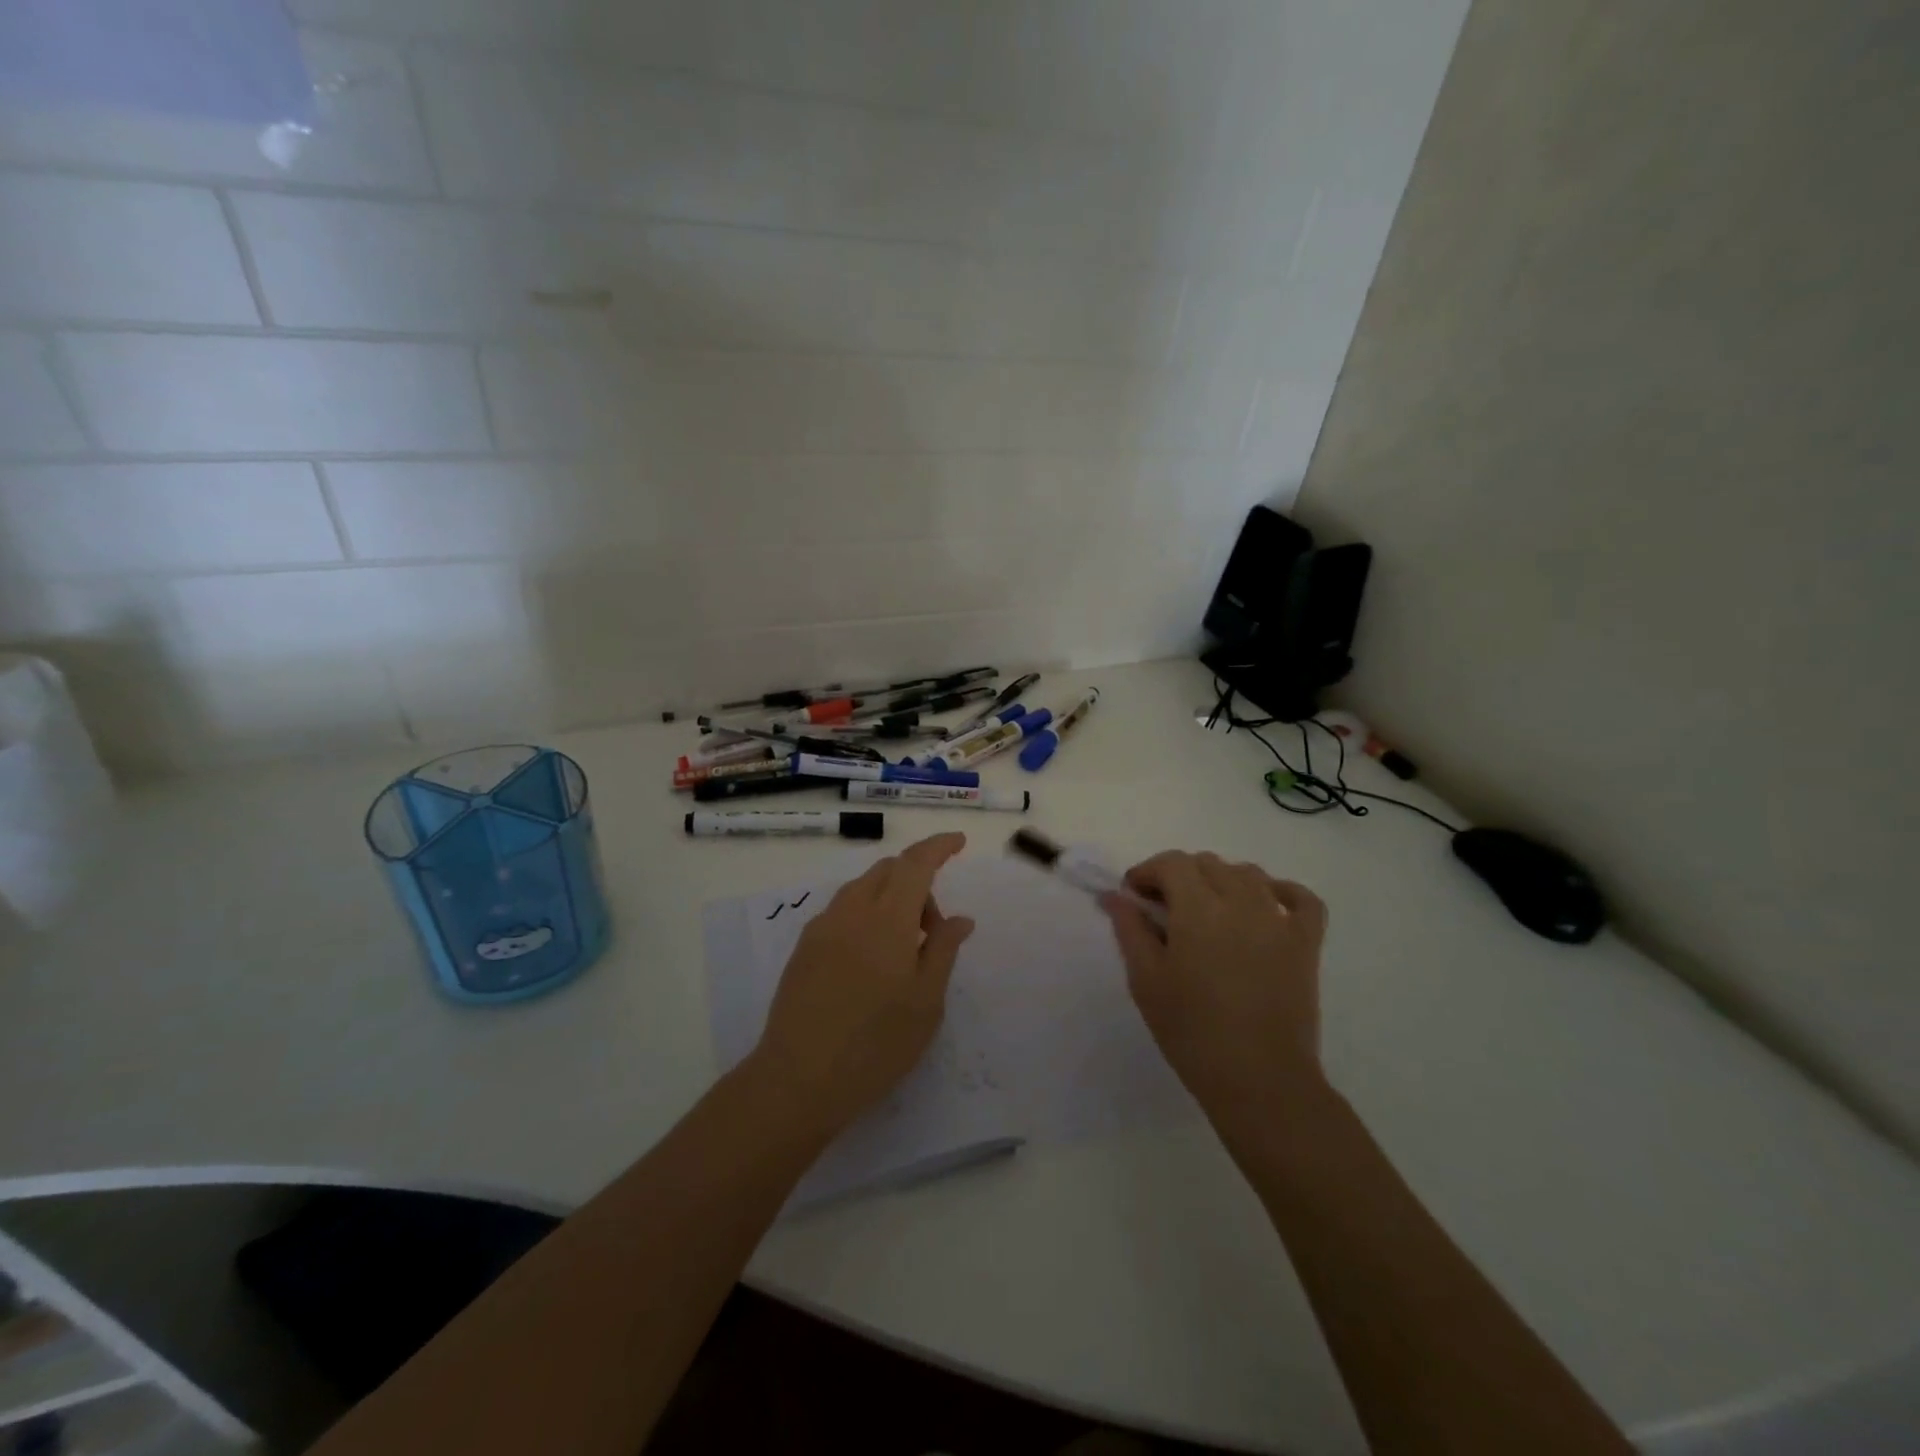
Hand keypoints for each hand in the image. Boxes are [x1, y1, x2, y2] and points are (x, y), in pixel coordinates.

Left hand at [752, 832, 974, 1137]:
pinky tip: (871, 960)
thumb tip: (959, 918)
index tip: (958, 842)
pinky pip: (843, 911)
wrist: (798, 1079)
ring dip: (891, 898)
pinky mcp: (804, 948)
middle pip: (888, 870)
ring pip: (862, 888)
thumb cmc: (876, 1044)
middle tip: (933, 930)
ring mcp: (822, 927)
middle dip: (918, 881)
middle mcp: (851, 911)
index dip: (938, 847)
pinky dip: (867, 914)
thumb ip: (943, 950)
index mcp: (887, 919)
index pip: (916, 864)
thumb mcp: (926, 1002)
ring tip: (904, 949)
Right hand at [1103, 851, 1327, 1120]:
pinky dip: (1281, 891)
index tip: (1134, 896)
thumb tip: (1114, 896)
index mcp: (1198, 909)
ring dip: (1221, 880)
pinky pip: (1301, 898)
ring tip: (1207, 912)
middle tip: (1164, 909)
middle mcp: (1241, 901)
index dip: (1148, 872)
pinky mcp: (1307, 942)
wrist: (1260, 1080)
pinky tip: (1264, 904)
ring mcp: (1279, 920)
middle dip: (1179, 876)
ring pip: (1247, 873)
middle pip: (1207, 863)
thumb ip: (1130, 929)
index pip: (1172, 863)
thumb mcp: (1146, 980)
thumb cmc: (1192, 1031)